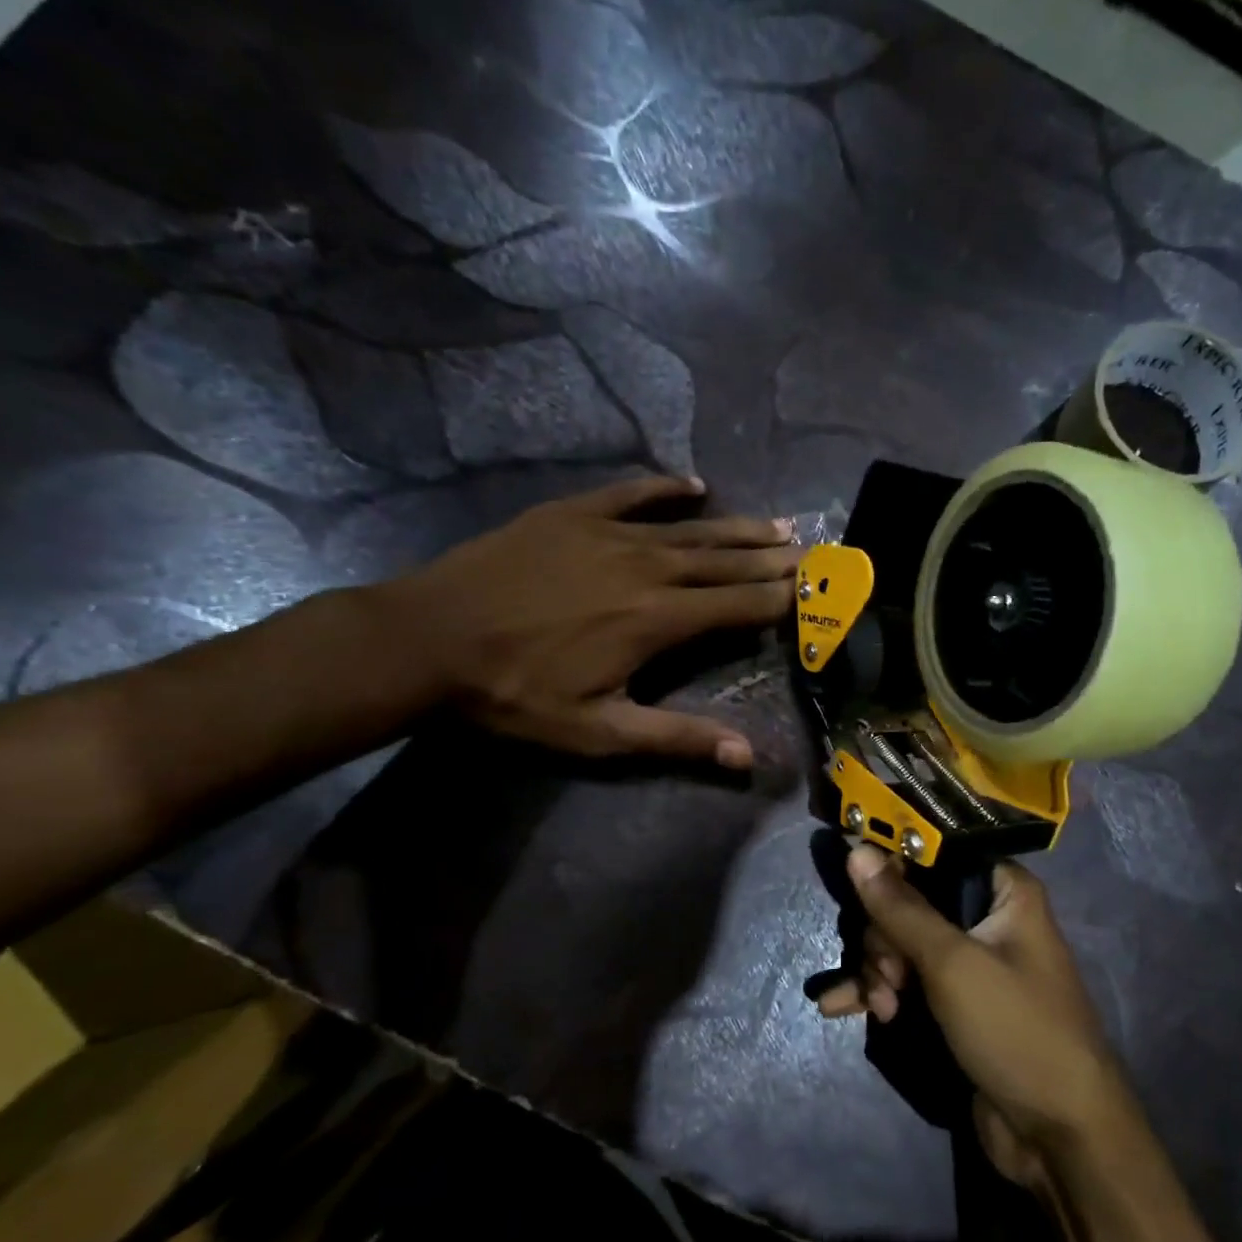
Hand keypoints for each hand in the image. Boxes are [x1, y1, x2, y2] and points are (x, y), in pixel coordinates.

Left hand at [372, 475, 796, 765]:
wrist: (427, 640)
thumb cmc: (517, 693)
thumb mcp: (600, 731)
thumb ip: (677, 737)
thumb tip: (746, 755)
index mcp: (657, 620)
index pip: (737, 606)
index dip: (780, 600)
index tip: (814, 592)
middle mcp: (646, 568)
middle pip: (723, 562)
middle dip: (771, 560)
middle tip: (810, 552)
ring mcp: (608, 534)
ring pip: (689, 528)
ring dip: (737, 528)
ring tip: (777, 524)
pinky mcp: (571, 514)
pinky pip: (631, 494)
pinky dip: (666, 489)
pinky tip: (695, 485)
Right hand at [824, 846, 1135, 1186]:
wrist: (1058, 1135)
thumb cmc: (1015, 1029)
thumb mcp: (952, 963)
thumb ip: (901, 907)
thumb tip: (857, 850)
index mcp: (1004, 892)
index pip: (938, 853)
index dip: (894, 863)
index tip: (857, 883)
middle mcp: (988, 918)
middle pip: (911, 900)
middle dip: (884, 937)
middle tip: (889, 977)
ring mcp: (969, 963)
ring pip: (902, 941)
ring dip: (878, 969)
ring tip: (878, 1007)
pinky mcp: (953, 1002)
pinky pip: (905, 980)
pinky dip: (877, 990)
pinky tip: (840, 1007)